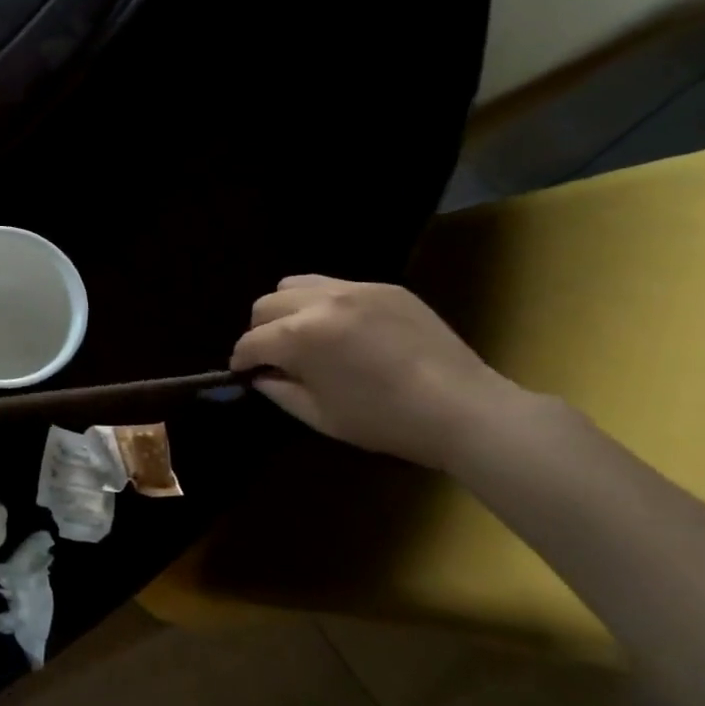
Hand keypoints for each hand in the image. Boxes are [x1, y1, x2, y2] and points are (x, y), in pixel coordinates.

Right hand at [230, 275, 526, 470]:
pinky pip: (336, 285)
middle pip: (266, 305)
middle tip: (274, 357)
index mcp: (300, 337)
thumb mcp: (320, 416)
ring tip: (304, 334)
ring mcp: (355, 289)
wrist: (463, 409)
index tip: (244, 373)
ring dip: (287, 309)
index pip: (251, 341)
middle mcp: (320, 302)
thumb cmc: (385, 420)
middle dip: (260, 332)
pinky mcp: (385, 288)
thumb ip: (280, 391)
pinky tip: (344, 330)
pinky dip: (324, 304)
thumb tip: (262, 376)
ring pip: (295, 284)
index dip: (242, 360)